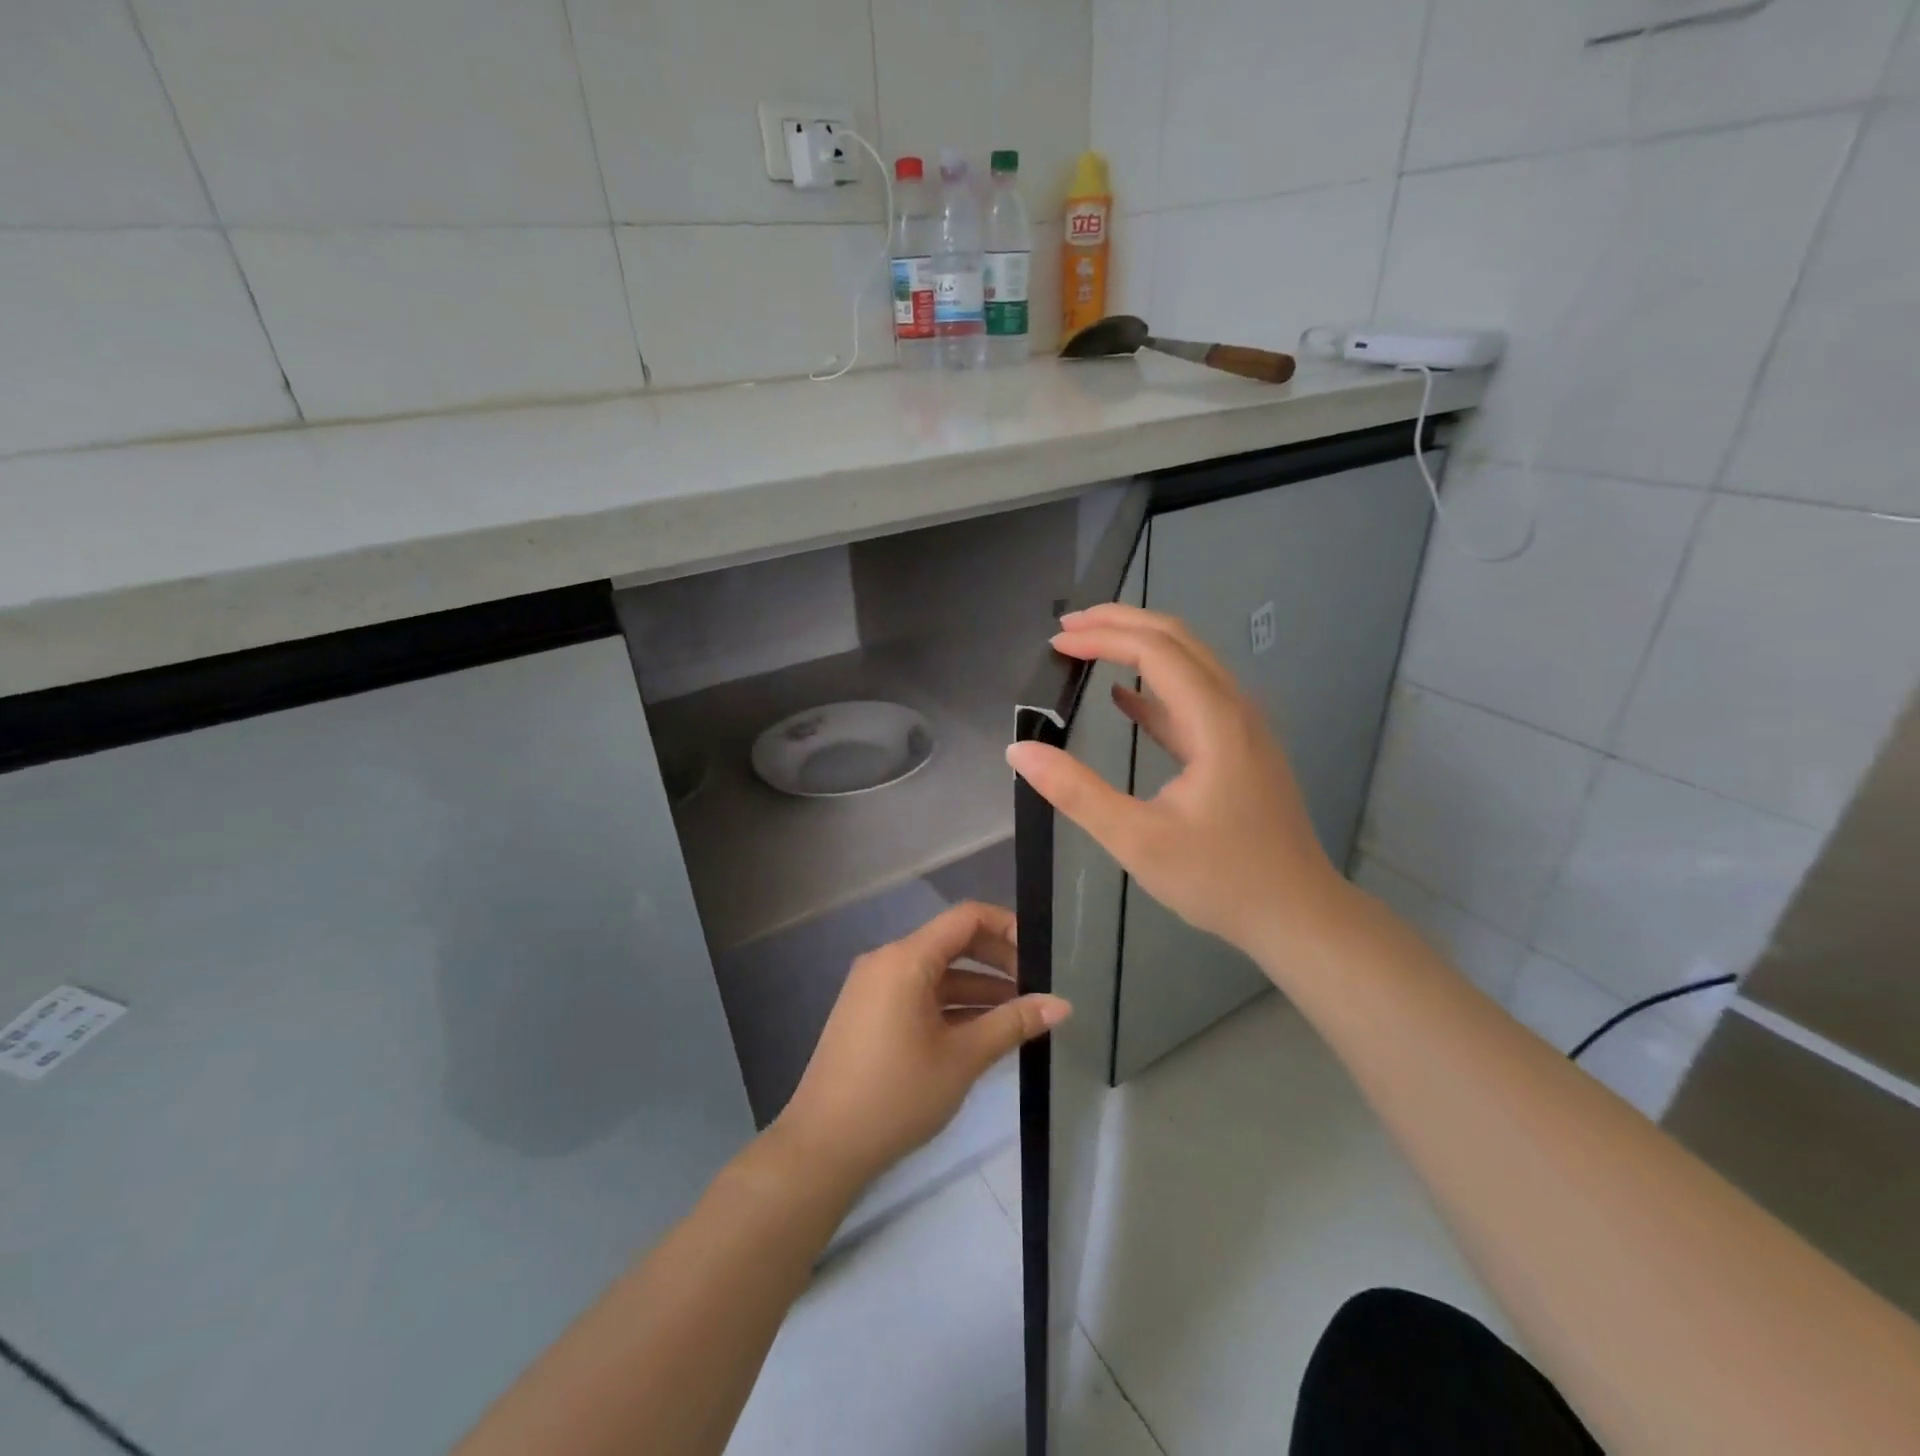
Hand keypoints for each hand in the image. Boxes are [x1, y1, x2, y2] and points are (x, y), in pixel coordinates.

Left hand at [772, 902, 1069, 1190]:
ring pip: (937, 973)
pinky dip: (951, 1005)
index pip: (965, 918)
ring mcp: (874, 987)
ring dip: (977, 988)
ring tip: (1020, 1014)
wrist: (822, 1147)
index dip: (1006, 926)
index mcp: (905, 959)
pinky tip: (982, 1031)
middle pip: (952, 942)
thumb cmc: (896, 1095)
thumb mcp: (962, 1059)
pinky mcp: (869, 1012)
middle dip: (997, 961)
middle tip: (1036, 987)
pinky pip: (918, 993)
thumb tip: (1062, 1004)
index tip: (1040, 953)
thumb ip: (1012, 1024)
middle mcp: (887, 961)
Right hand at [1005, 603, 1347, 962]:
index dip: (1103, 637)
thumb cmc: (1219, 879)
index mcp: (1215, 721)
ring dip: (1137, 647)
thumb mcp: (1137, 841)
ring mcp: (1242, 727)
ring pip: (1189, 662)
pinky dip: (1154, 686)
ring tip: (1087, 646)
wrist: (1296, 915)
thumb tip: (1020, 751)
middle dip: (1120, 623)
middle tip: (1066, 627)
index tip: (1056, 643)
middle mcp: (1235, 708)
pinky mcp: (1238, 748)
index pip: (1156, 651)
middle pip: (1177, 639)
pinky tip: (1123, 697)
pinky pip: (1193, 698)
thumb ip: (1076, 792)